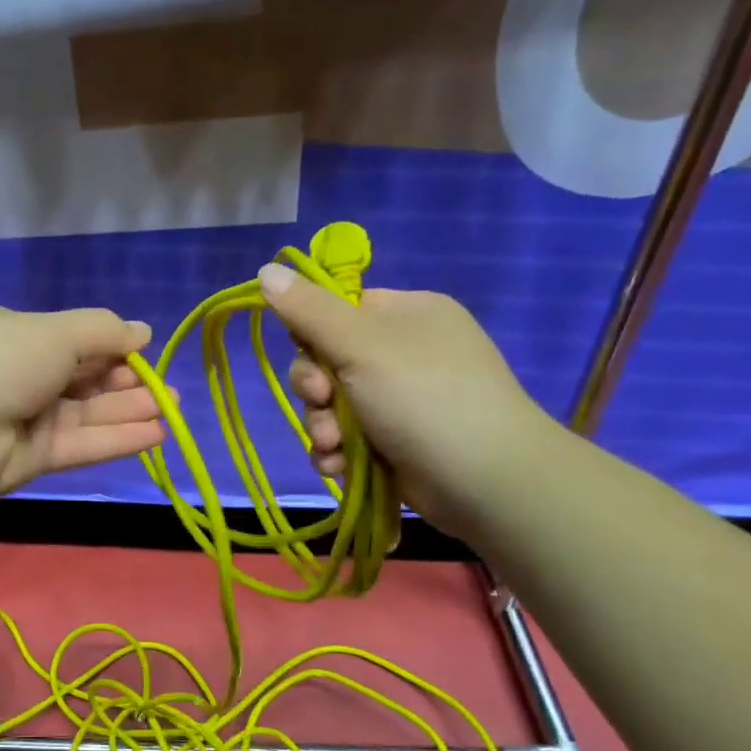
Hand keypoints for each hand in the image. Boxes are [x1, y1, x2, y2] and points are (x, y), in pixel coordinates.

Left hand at [0, 306, 166, 496]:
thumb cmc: (2, 359)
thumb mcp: (56, 331)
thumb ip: (103, 331)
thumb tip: (142, 331)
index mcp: (20, 336)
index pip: (75, 341)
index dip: (112, 349)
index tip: (145, 355)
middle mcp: (23, 376)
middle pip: (84, 380)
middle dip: (127, 384)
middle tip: (166, 391)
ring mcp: (26, 419)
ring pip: (87, 415)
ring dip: (129, 412)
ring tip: (171, 410)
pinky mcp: (31, 459)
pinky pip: (81, 445)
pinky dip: (116, 440)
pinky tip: (155, 435)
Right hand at [256, 265, 560, 538]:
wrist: (484, 480)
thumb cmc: (422, 397)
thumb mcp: (360, 344)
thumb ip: (309, 311)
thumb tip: (265, 270)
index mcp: (405, 314)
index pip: (337, 311)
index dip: (311, 336)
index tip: (310, 358)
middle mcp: (403, 352)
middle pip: (327, 362)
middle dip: (315, 392)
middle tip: (322, 404)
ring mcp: (401, 400)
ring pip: (332, 407)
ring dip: (321, 428)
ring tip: (333, 447)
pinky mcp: (395, 442)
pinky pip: (347, 439)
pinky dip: (337, 452)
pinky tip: (339, 467)